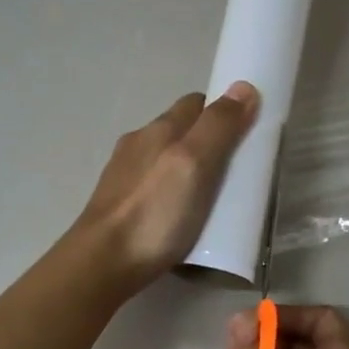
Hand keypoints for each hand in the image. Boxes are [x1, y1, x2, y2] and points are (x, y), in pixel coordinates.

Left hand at [74, 83, 259, 289]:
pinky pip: (154, 186)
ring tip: (211, 195)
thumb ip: (218, 127)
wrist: (103, 262)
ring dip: (188, 167)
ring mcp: (124, 175)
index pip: (196, 104)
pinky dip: (172, 190)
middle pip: (179, 130)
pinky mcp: (118, 204)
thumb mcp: (194, 164)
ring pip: (164, 159)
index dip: (222, 112)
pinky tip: (180, 213)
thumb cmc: (154, 212)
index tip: (246, 132)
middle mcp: (138, 144)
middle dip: (207, 140)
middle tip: (235, 168)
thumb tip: (243, 86)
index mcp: (158, 129)